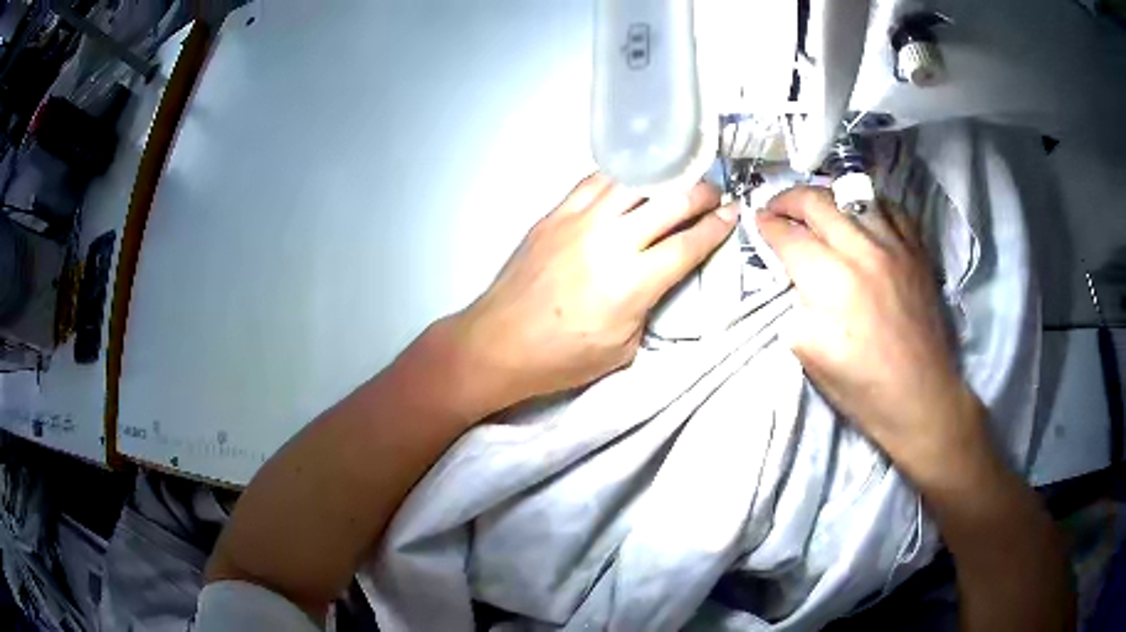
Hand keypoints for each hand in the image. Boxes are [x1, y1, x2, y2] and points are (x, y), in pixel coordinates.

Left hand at [450, 173, 737, 415]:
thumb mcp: (623, 348)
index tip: (733, 214)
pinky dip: (621, 177)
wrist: (498, 343)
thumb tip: (660, 277)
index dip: (716, 227)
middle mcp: (611, 242)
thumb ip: (649, 306)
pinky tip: (632, 179)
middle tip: (714, 193)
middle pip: (669, 202)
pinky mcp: (554, 215)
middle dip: (701, 193)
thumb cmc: (561, 358)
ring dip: (664, 177)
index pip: (688, 244)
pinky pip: (594, 182)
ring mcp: (579, 222)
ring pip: (633, 181)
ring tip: (678, 179)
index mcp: (632, 283)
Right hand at [756, 187, 977, 469]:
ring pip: (853, 196)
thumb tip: (792, 276)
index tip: (756, 220)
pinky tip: (859, 217)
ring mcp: (895, 246)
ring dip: (826, 198)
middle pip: (817, 202)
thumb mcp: (810, 354)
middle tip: (777, 207)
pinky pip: (890, 209)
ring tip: (816, 209)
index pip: (789, 236)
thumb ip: (796, 304)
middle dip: (788, 199)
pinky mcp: (917, 251)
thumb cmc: (862, 387)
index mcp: (831, 282)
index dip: (766, 225)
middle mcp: (862, 251)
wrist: (920, 398)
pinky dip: (867, 207)